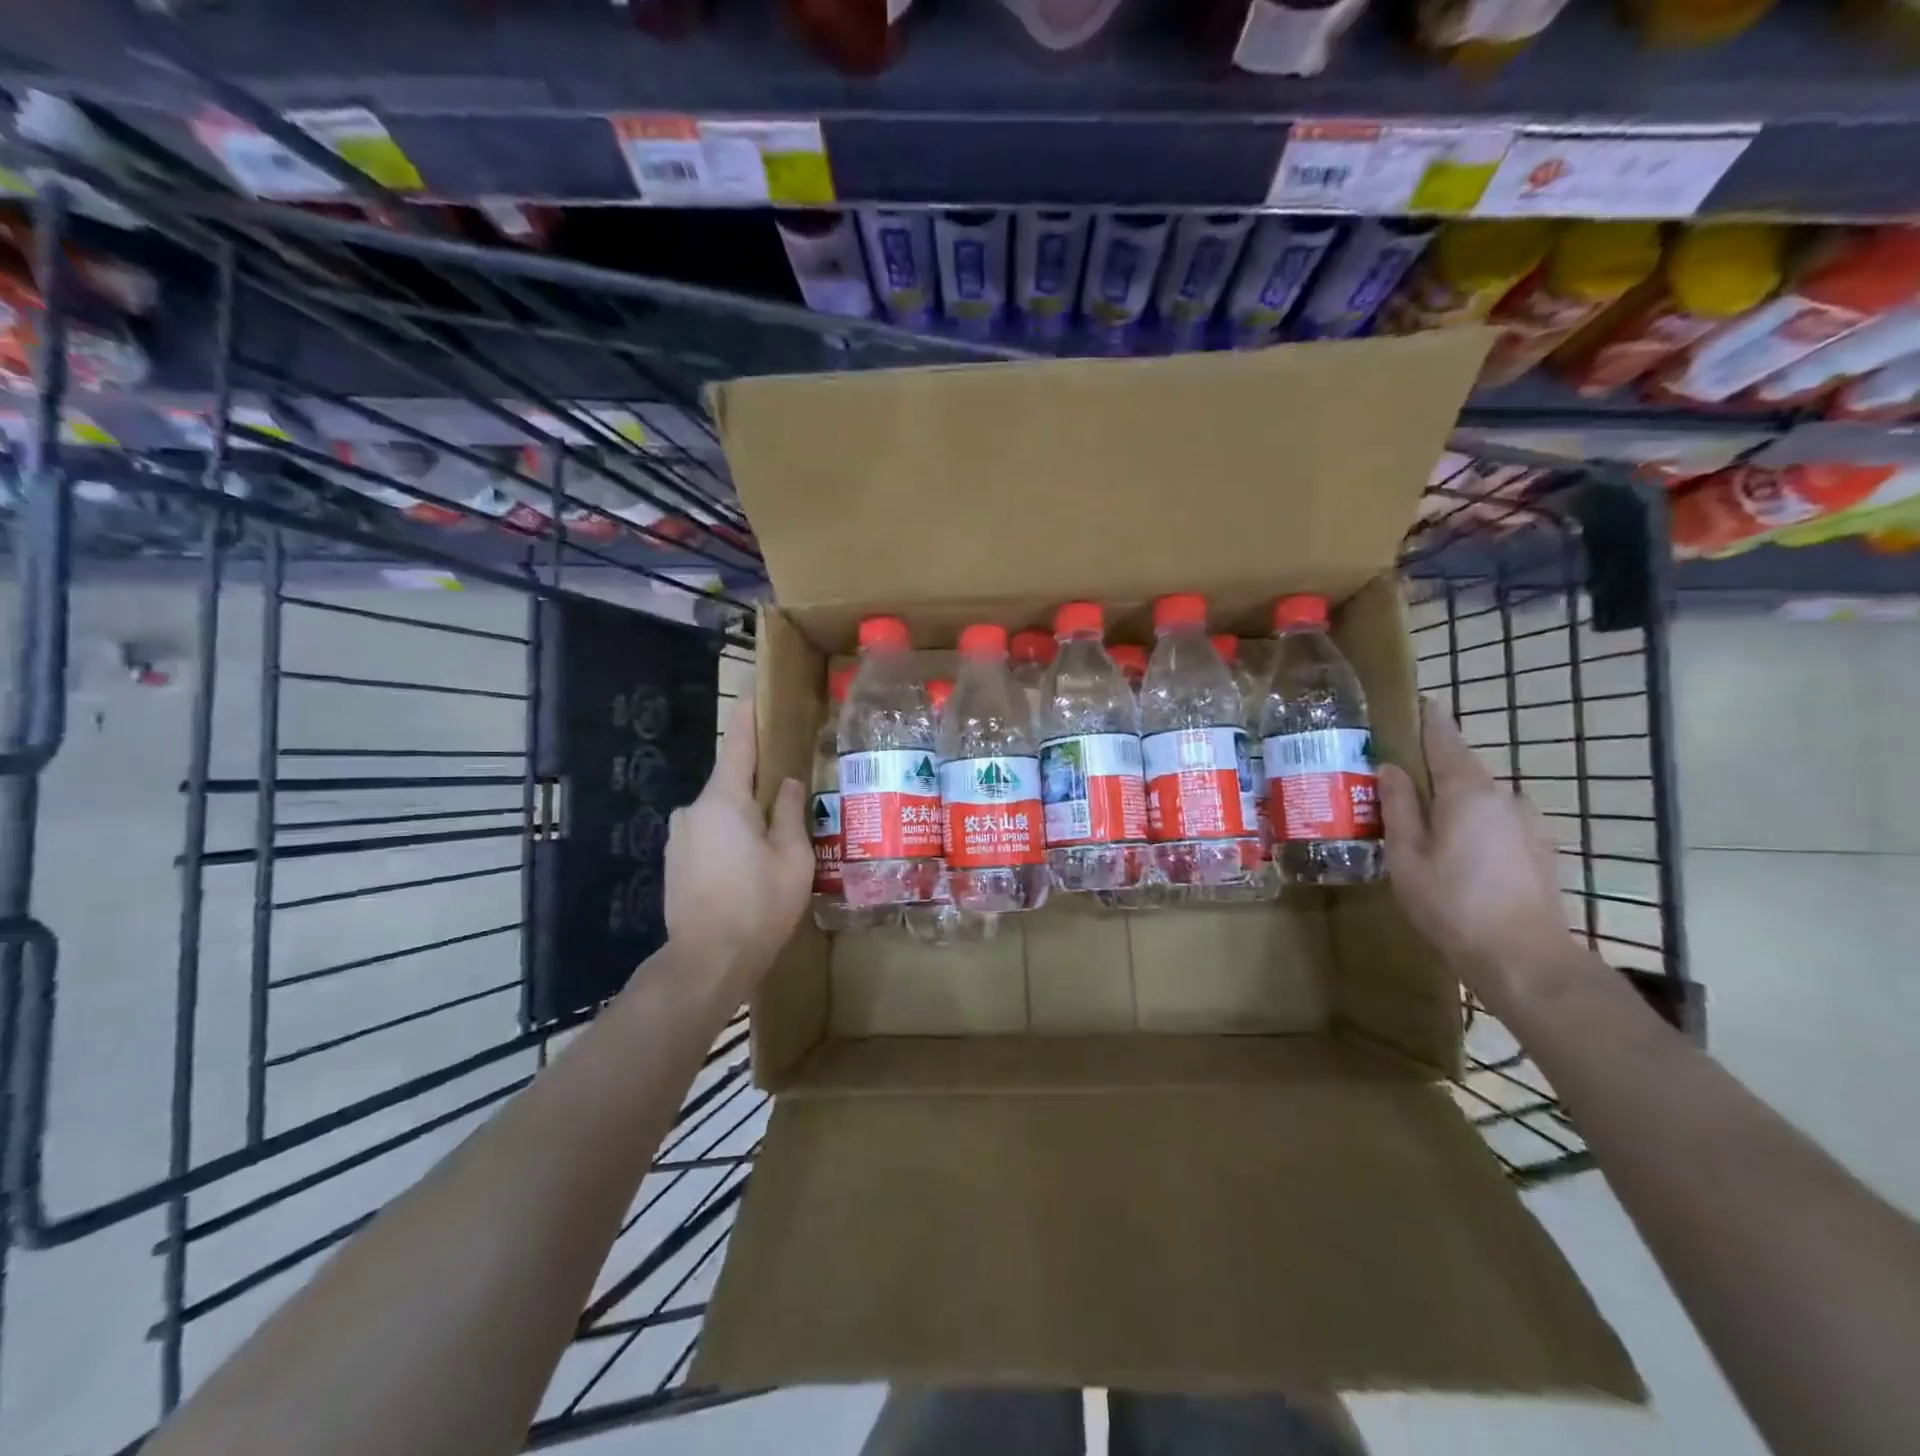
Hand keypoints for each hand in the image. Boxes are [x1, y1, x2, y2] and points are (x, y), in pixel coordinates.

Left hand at [664, 696, 811, 1003]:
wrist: (706, 963)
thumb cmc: (758, 906)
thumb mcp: (792, 858)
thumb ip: (788, 812)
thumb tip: (787, 782)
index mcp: (724, 800)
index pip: (737, 743)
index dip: (748, 714)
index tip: (753, 688)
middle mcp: (694, 809)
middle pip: (731, 781)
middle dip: (759, 784)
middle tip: (792, 794)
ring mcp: (680, 836)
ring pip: (721, 812)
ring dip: (745, 817)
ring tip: (775, 844)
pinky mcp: (675, 861)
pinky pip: (709, 834)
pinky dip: (730, 838)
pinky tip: (749, 867)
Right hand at [1377, 698, 1584, 1011]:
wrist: (1524, 957)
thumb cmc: (1452, 902)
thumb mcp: (1406, 854)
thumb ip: (1398, 806)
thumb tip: (1390, 767)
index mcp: (1467, 791)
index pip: (1445, 740)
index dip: (1430, 720)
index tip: (1419, 702)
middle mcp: (1504, 796)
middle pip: (1463, 769)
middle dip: (1432, 770)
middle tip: (1398, 781)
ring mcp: (1528, 823)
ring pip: (1481, 798)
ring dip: (1454, 801)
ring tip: (1425, 823)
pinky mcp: (1539, 849)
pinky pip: (1497, 821)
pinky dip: (1474, 823)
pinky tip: (1457, 851)